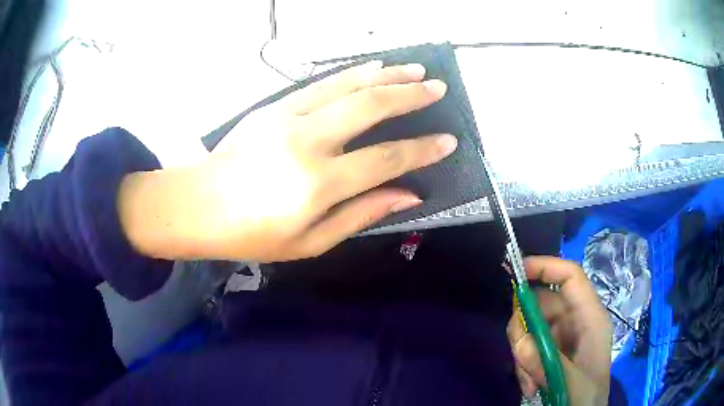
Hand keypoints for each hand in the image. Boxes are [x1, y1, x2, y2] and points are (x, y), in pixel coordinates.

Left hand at [119, 61, 456, 261]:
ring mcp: (288, 117)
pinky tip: (371, 68)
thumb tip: (408, 196)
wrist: (199, 205)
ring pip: (347, 86)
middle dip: (410, 96)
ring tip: (415, 69)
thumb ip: (361, 215)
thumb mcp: (311, 242)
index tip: (448, 141)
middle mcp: (307, 142)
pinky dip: (351, 73)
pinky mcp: (273, 106)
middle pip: (370, 108)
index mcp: (318, 184)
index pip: (385, 160)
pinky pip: (320, 83)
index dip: (421, 150)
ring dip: (386, 75)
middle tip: (438, 89)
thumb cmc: (253, 235)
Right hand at [507, 256, 611, 404]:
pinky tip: (530, 385)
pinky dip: (522, 364)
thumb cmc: (587, 396)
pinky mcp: (549, 350)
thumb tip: (521, 341)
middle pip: (542, 302)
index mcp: (590, 317)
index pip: (570, 277)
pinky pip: (527, 346)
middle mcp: (575, 320)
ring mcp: (560, 335)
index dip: (546, 267)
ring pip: (530, 326)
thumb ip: (547, 363)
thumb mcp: (571, 383)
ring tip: (529, 380)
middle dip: (525, 325)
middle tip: (519, 352)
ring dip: (522, 351)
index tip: (516, 272)